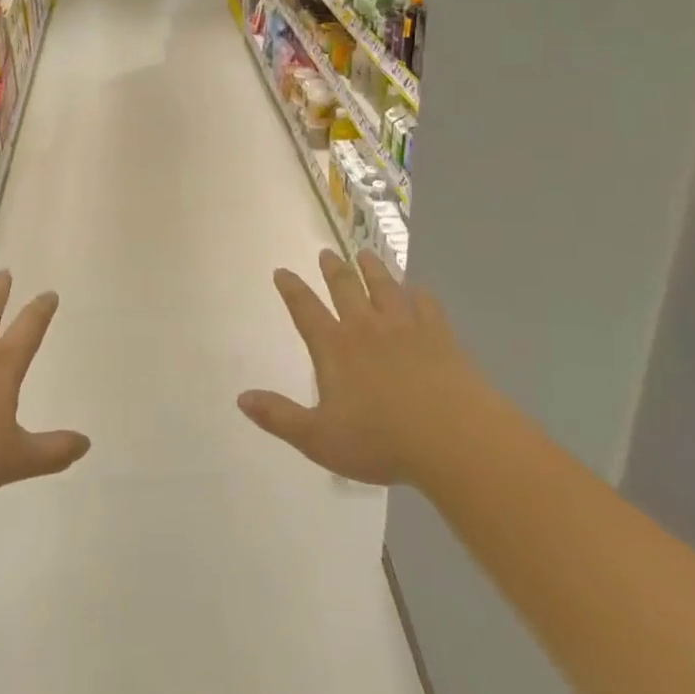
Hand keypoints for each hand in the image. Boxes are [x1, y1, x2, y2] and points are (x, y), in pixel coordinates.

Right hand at [239, 249, 480, 485]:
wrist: (452, 437)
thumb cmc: (381, 440)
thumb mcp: (319, 438)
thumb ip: (279, 417)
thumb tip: (241, 398)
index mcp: (335, 348)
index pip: (306, 310)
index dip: (292, 290)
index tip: (282, 271)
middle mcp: (366, 327)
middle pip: (346, 288)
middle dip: (333, 269)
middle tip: (327, 253)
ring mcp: (405, 327)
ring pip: (384, 287)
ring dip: (372, 269)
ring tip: (364, 254)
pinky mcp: (439, 335)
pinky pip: (426, 304)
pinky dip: (419, 293)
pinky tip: (418, 288)